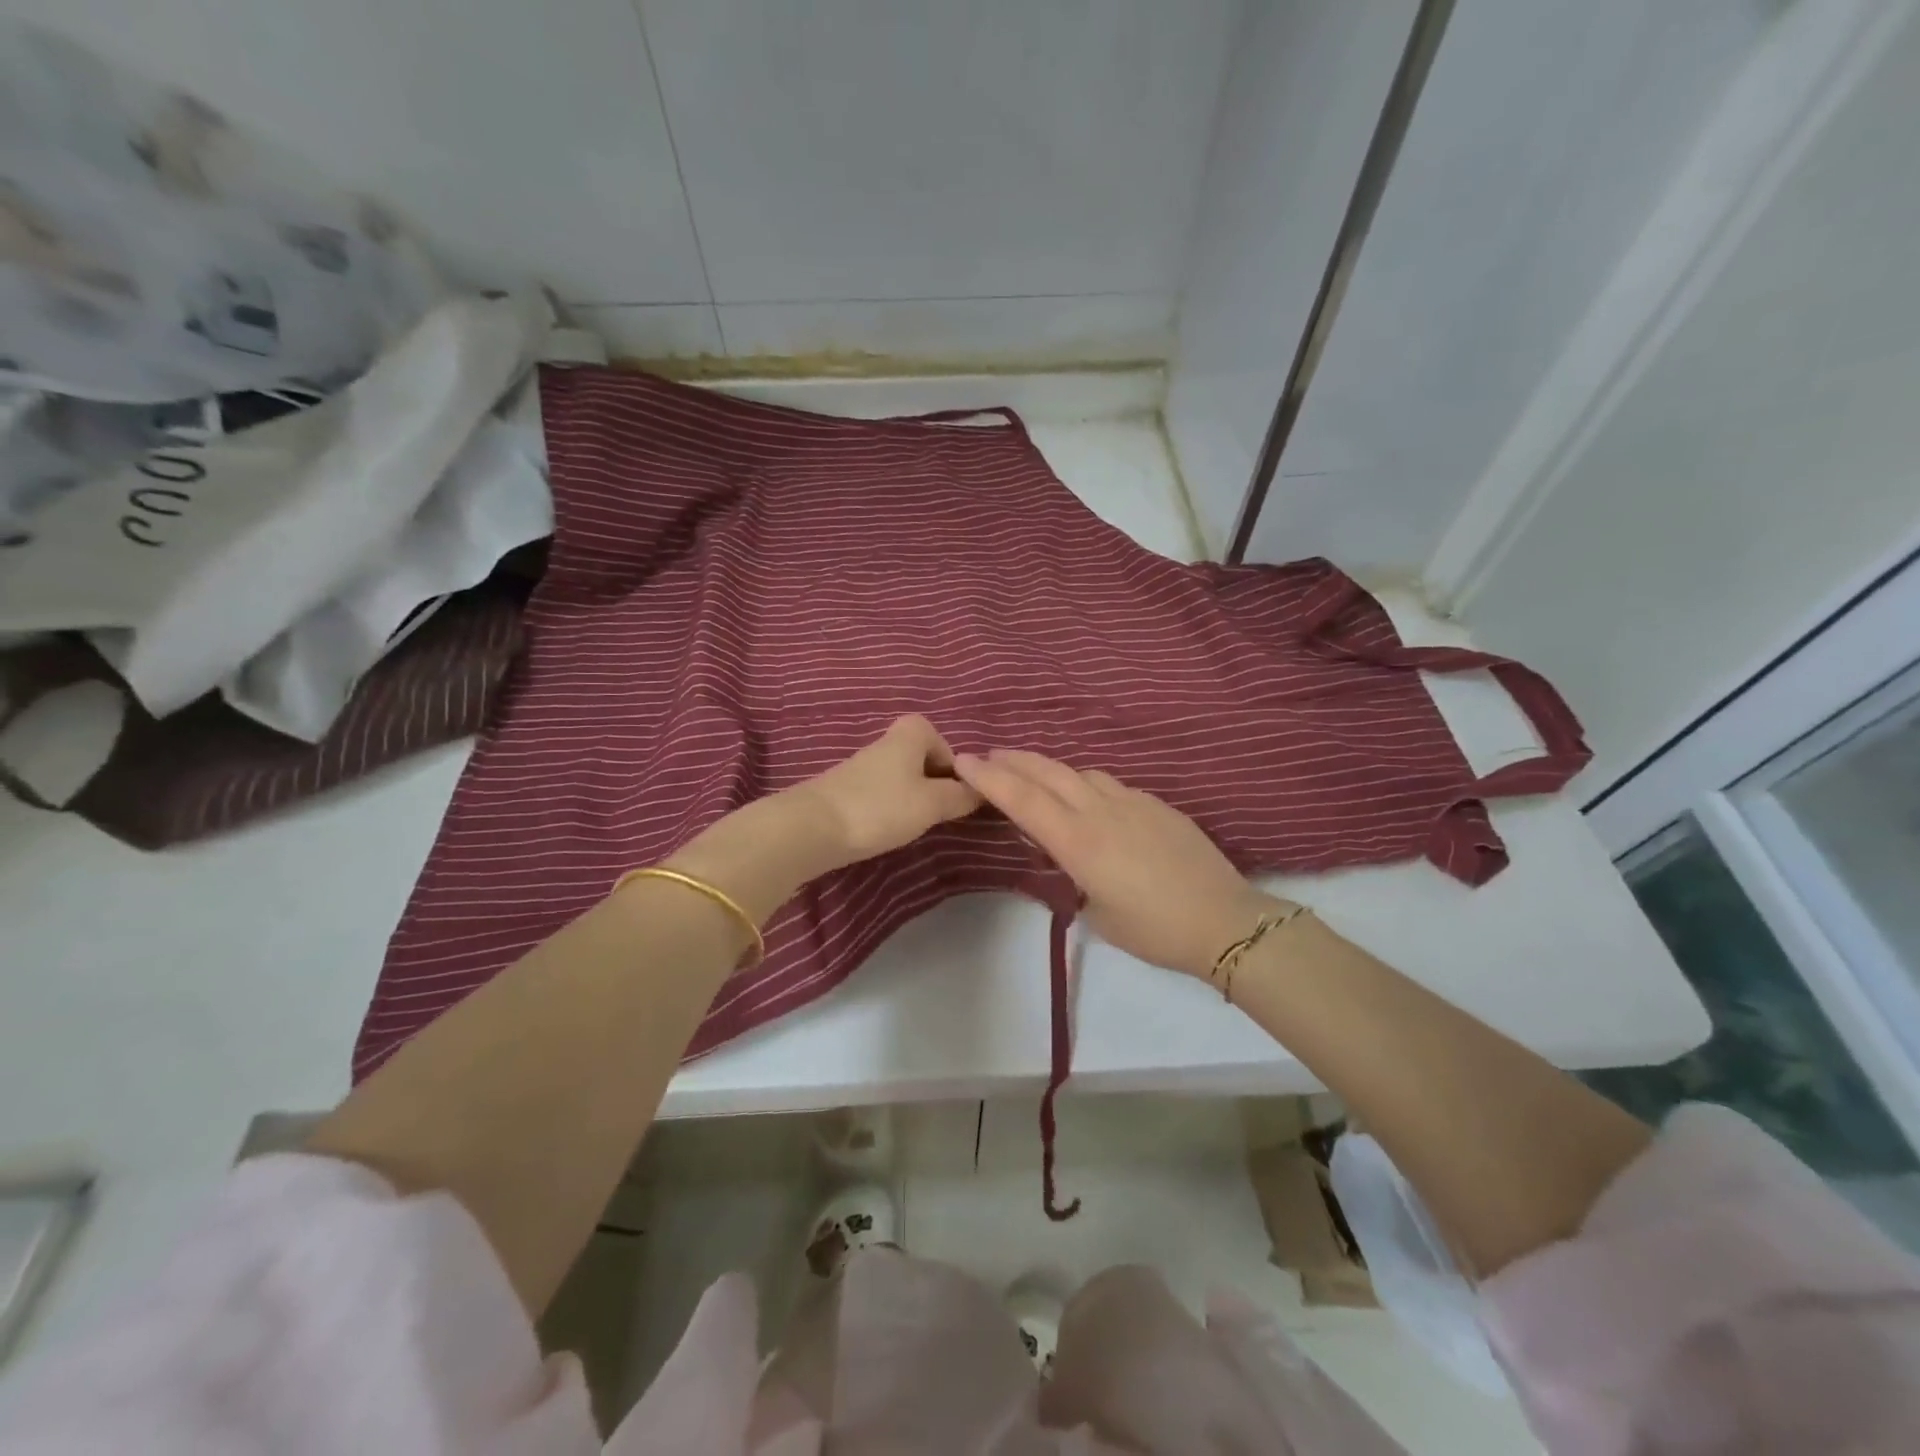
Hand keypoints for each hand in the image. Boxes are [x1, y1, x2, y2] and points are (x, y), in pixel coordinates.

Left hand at [790, 714, 982, 869]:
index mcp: (910, 733)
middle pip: (922, 759)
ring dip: (911, 799)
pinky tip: (885, 829)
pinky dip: (889, 808)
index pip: (944, 743)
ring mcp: (863, 765)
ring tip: (912, 825)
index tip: (954, 795)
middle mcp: (886, 742)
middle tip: (937, 813)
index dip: (953, 768)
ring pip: (902, 778)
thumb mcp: (932, 804)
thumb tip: (982, 790)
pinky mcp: (846, 789)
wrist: (812, 827)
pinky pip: (881, 793)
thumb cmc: (881, 808)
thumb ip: (960, 796)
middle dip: (933, 785)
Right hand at [954, 749, 1280, 978]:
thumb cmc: (1153, 929)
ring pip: (1079, 772)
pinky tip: (1088, 798)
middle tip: (989, 755)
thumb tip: (1069, 856)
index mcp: (1079, 841)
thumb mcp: (1097, 912)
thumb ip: (1074, 875)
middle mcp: (1100, 810)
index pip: (1022, 799)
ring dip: (1049, 769)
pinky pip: (1109, 784)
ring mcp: (1132, 801)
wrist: (1223, 919)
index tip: (963, 760)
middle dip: (1013, 760)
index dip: (989, 778)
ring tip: (1034, 776)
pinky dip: (1085, 783)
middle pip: (1047, 772)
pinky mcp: (1157, 804)